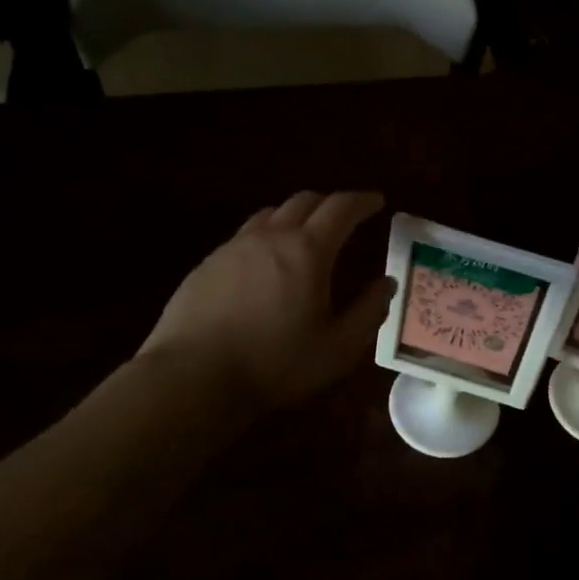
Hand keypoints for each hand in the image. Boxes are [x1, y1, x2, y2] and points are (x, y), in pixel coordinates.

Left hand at [138, 191, 394, 411]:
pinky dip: (267, 237)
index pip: (341, 208)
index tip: (377, 201)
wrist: (192, 378)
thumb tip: (386, 283)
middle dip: (331, 203)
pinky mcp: (207, 265)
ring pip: (271, 214)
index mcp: (307, 251)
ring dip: (296, 216)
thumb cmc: (275, 364)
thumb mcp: (338, 348)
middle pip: (304, 201)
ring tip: (306, 235)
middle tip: (346, 217)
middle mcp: (270, 237)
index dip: (362, 201)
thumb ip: (369, 312)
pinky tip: (265, 265)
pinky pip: (245, 236)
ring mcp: (233, 247)